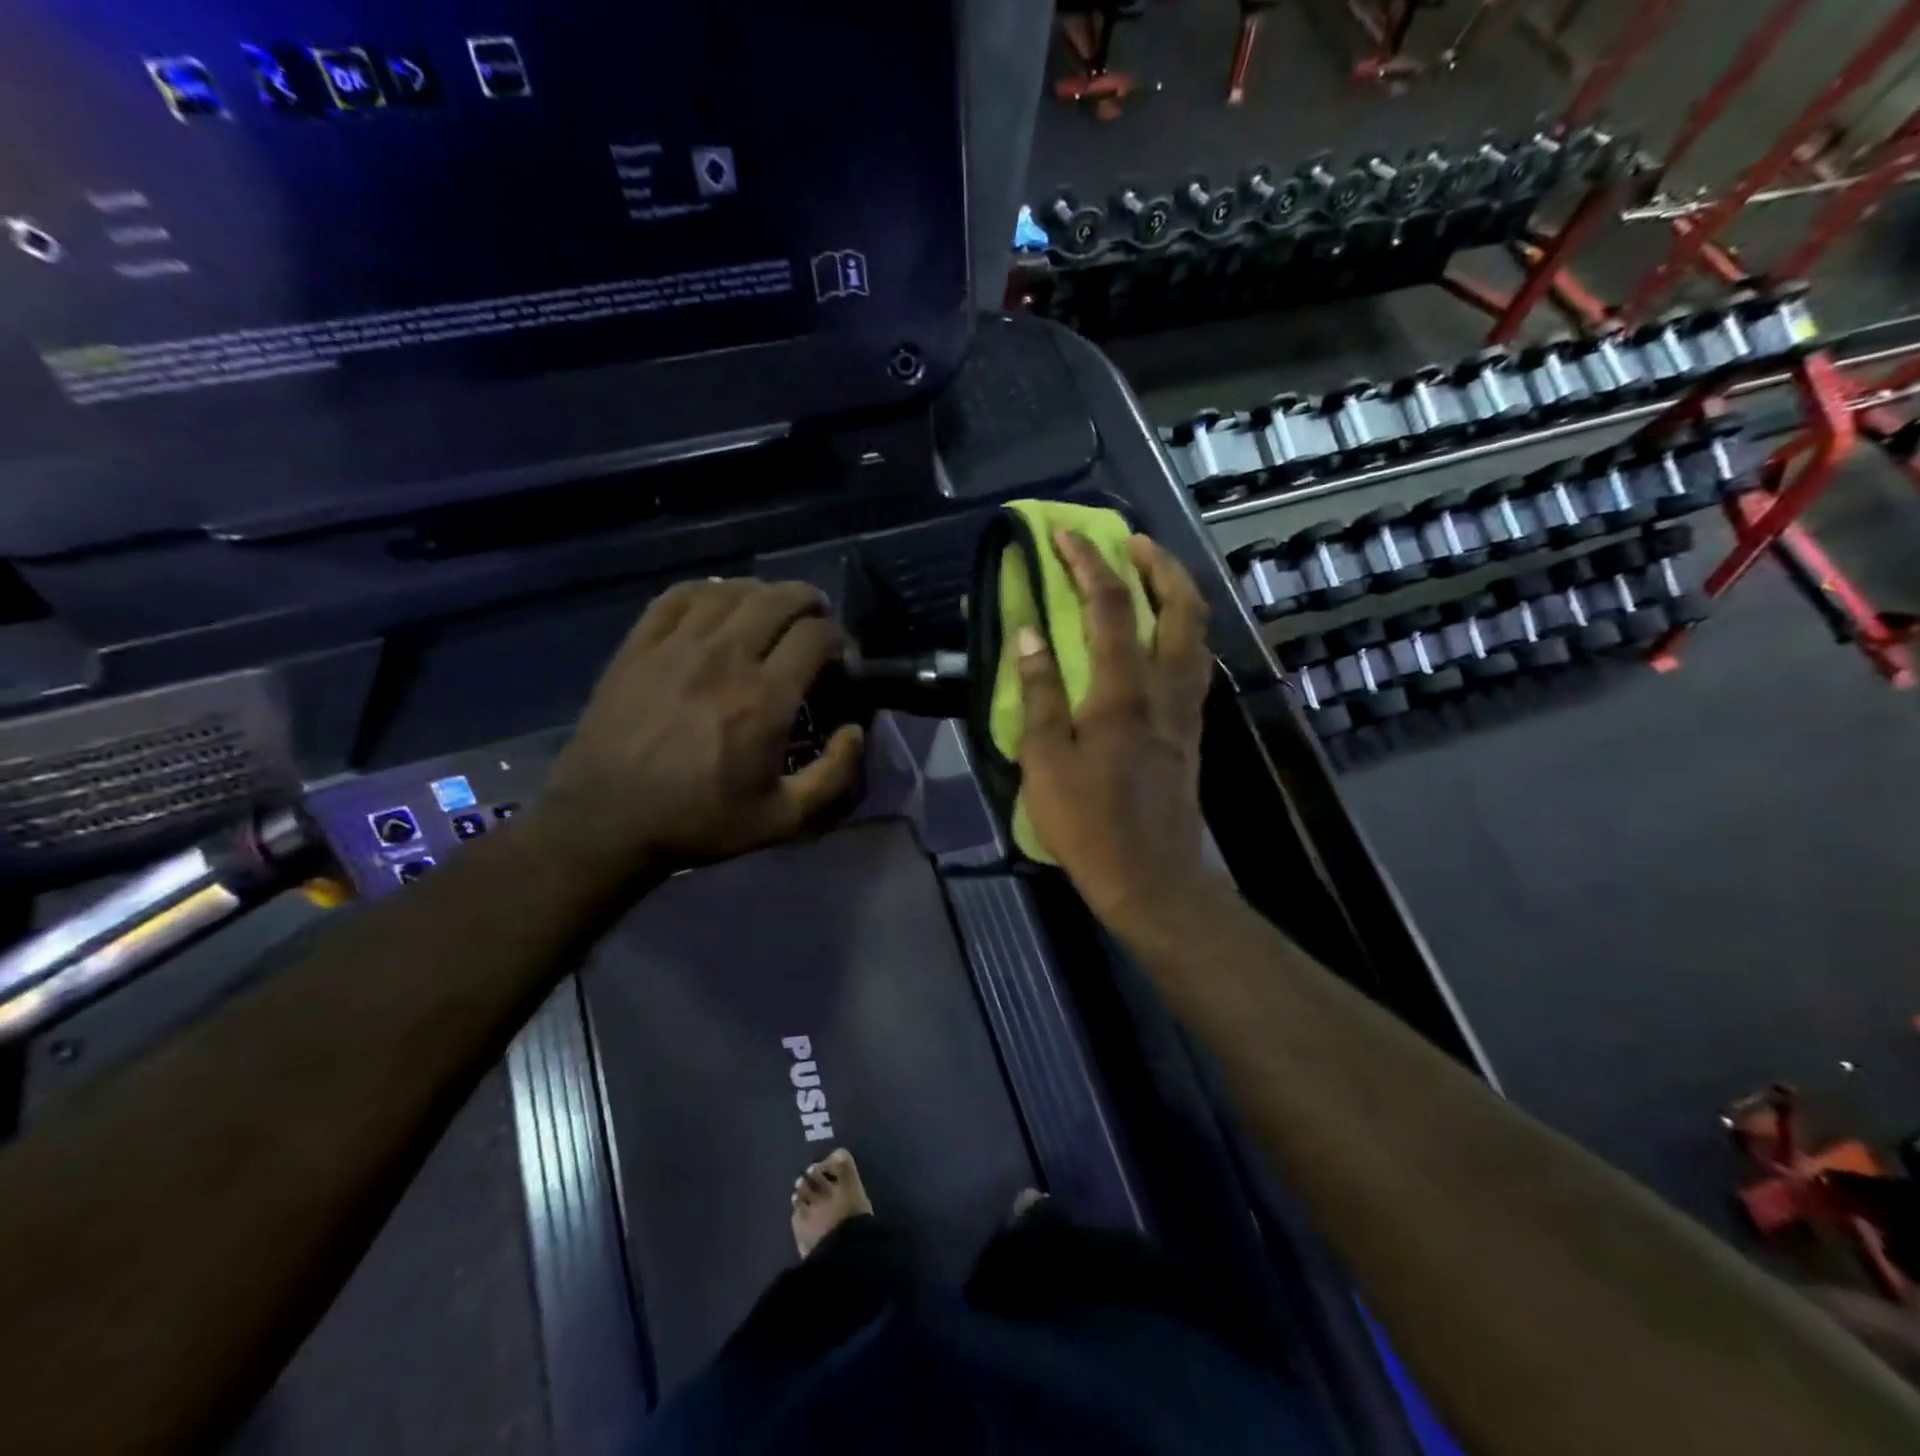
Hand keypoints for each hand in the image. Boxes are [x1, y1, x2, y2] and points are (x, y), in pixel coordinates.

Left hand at [534, 579, 864, 892]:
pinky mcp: (639, 645)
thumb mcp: (782, 820)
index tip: (839, 658)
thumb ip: (834, 777)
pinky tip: (717, 604)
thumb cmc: (699, 821)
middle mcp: (726, 658)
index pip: (816, 635)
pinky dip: (709, 591)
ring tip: (771, 610)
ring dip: (763, 593)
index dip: (839, 638)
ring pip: (732, 590)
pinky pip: (680, 596)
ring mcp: (677, 646)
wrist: (606, 821)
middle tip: (815, 622)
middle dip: (809, 602)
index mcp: (765, 698)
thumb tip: (856, 731)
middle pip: (779, 599)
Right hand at [1015, 531, 1217, 933]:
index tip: (1066, 535)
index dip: (1088, 564)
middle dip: (1159, 564)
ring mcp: (1186, 710)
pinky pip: (1196, 663)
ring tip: (1152, 577)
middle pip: (1182, 607)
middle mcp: (1165, 689)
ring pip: (1199, 634)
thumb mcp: (1045, 760)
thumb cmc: (1087, 823)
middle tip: (1133, 543)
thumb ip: (1039, 692)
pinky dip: (1184, 632)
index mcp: (1123, 692)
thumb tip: (1028, 633)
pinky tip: (1163, 638)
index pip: (1110, 608)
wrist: (1150, 878)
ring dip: (1179, 594)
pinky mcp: (1192, 731)